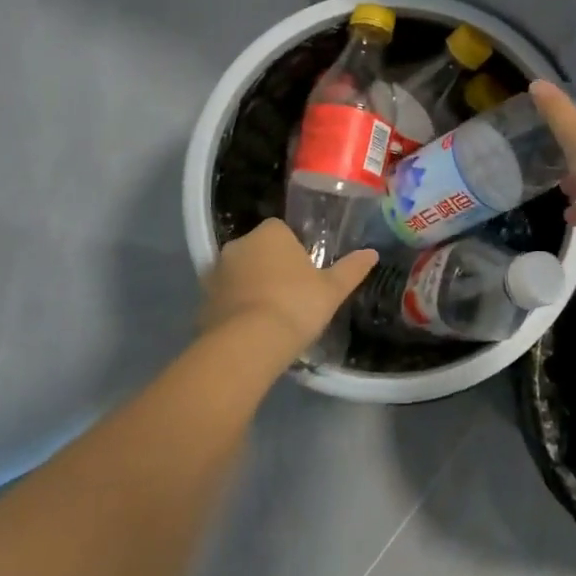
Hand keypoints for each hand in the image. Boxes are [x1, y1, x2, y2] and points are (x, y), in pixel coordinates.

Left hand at [197, 219, 376, 361]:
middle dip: (271, 267)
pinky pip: (225, 299)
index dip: (295, 251)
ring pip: (240, 274)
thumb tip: (372, 253)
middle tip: (292, 295)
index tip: (306, 274)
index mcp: (270, 233)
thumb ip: (351, 269)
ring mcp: (216, 273)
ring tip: (272, 316)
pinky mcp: (202, 302)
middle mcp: (238, 245)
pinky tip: (252, 331)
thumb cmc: (295, 305)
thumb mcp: (332, 290)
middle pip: (259, 251)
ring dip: (251, 288)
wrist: (247, 344)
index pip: (282, 231)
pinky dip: (236, 309)